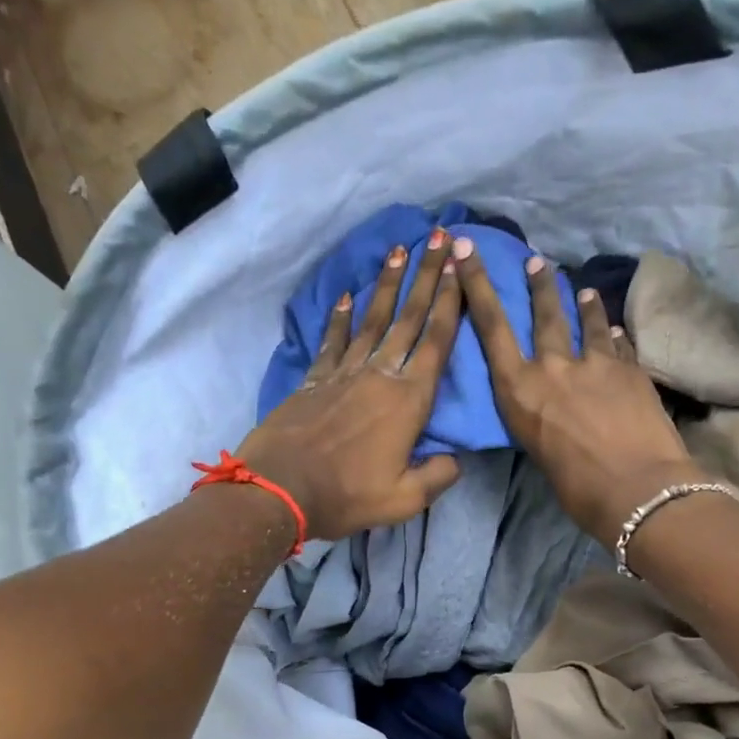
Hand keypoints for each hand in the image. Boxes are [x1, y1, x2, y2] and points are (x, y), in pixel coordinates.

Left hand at [236, 229, 463, 541]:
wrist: (280, 490)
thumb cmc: (347, 495)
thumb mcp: (405, 499)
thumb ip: (438, 476)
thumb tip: (455, 459)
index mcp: (408, 402)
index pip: (436, 342)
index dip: (450, 303)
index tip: (459, 267)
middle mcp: (379, 376)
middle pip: (408, 319)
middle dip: (425, 277)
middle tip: (436, 239)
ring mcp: (344, 374)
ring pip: (372, 320)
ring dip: (387, 285)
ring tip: (398, 251)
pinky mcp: (315, 380)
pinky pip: (332, 341)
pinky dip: (341, 318)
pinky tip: (348, 297)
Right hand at [452, 237, 700, 543]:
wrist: (636, 488)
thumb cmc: (577, 489)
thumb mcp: (539, 452)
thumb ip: (541, 420)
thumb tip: (554, 410)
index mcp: (519, 391)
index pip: (491, 326)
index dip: (476, 284)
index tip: (465, 248)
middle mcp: (553, 367)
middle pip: (543, 314)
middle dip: (539, 285)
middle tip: (538, 263)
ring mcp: (596, 363)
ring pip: (585, 322)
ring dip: (582, 304)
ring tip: (583, 290)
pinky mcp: (631, 369)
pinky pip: (618, 344)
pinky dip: (613, 335)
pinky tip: (615, 330)